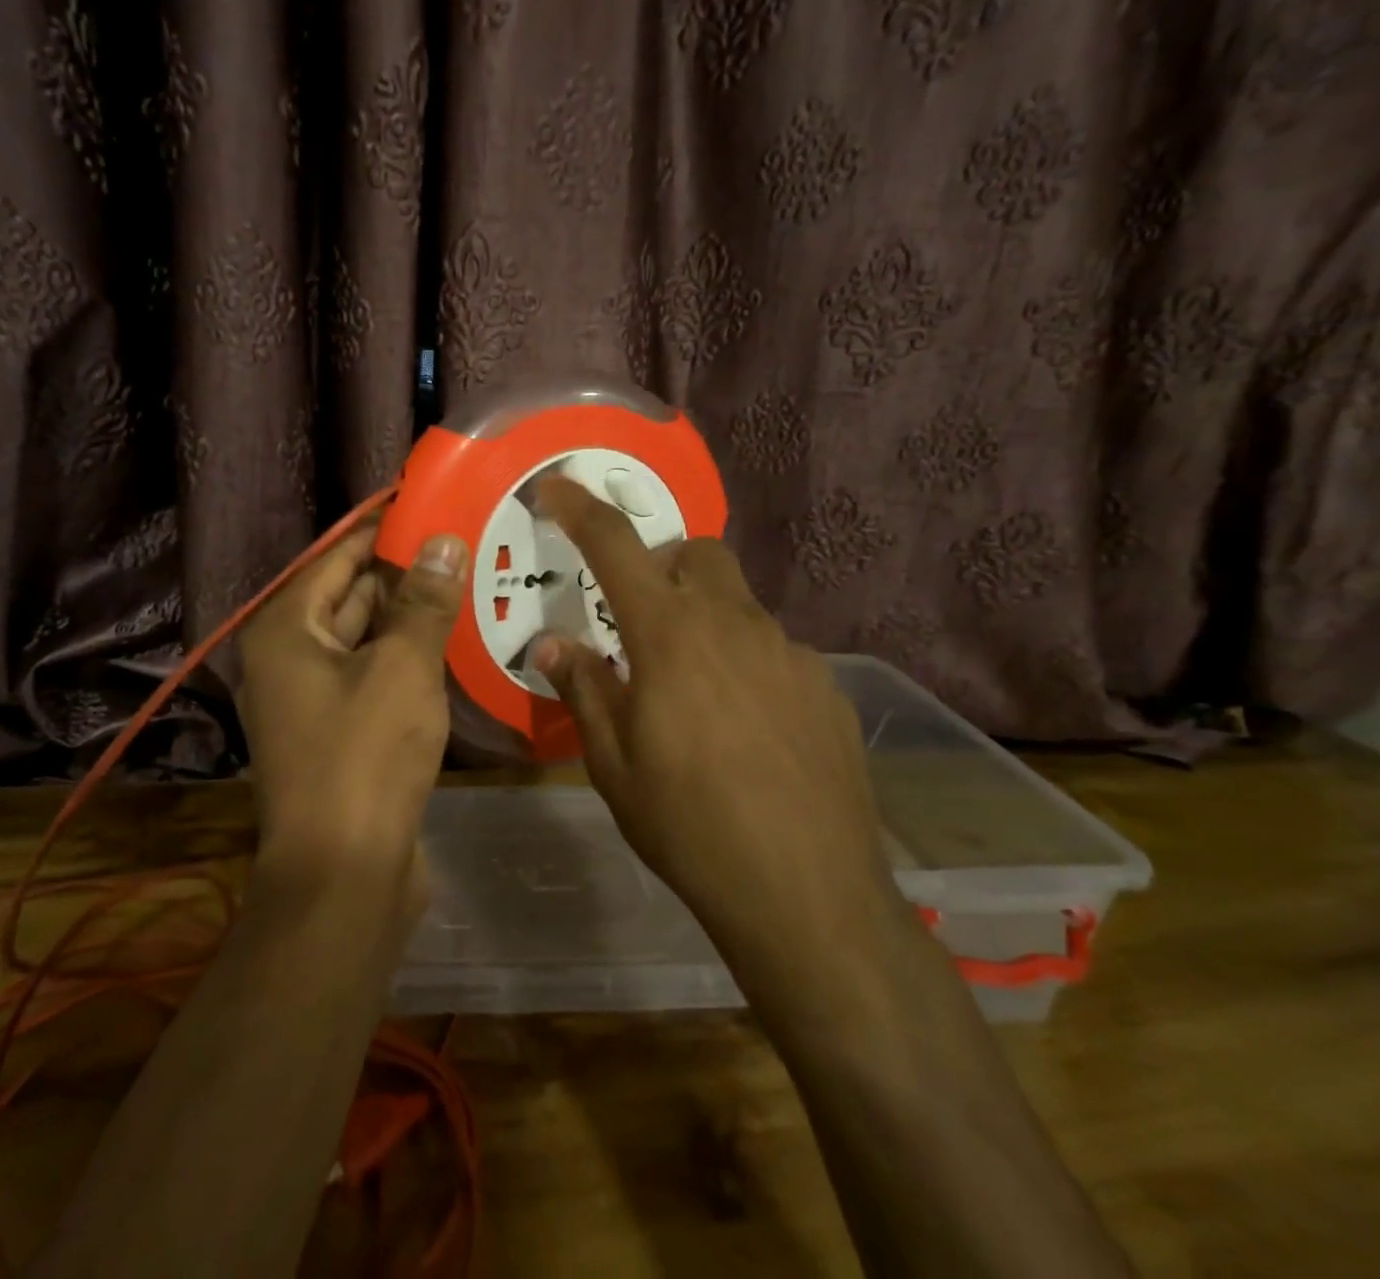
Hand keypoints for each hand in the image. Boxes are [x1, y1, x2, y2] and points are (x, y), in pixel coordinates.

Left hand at [237, 523, 469, 895]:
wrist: (344, 875)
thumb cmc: (364, 757)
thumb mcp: (402, 668)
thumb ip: (423, 601)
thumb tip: (443, 540)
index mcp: (286, 631)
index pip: (337, 557)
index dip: (382, 529)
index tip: (429, 505)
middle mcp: (290, 659)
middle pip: (349, 596)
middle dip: (403, 572)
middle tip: (461, 541)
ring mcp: (313, 700)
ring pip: (366, 639)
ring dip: (410, 616)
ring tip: (467, 581)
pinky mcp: (341, 734)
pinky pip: (375, 677)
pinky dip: (407, 658)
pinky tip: (452, 643)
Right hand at [529, 476, 900, 946]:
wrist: (806, 893)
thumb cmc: (688, 825)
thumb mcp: (613, 762)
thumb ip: (584, 688)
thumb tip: (553, 643)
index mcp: (670, 636)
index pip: (616, 547)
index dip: (581, 509)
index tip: (556, 487)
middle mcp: (733, 625)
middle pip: (697, 554)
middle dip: (663, 566)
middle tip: (642, 620)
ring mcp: (789, 652)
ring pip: (739, 603)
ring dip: (706, 620)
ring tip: (695, 691)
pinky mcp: (826, 685)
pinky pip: (776, 650)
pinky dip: (747, 662)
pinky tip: (746, 727)